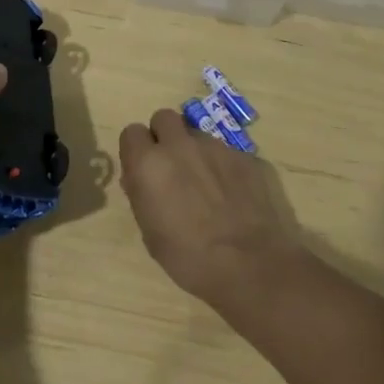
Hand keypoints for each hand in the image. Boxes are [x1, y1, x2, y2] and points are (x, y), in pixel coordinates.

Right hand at [118, 109, 304, 309]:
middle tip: (172, 167)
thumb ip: (142, 196)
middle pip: (163, 118)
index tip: (144, 170)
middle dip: (164, 136)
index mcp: (149, 163)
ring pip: (195, 134)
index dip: (137, 150)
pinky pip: (225, 151)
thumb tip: (140, 179)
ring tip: (206, 185)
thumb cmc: (190, 258)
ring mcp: (215, 146)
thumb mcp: (151, 234)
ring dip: (194, 151)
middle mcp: (179, 145)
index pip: (132, 132)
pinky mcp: (244, 155)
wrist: (251, 266)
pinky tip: (231, 195)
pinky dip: (222, 166)